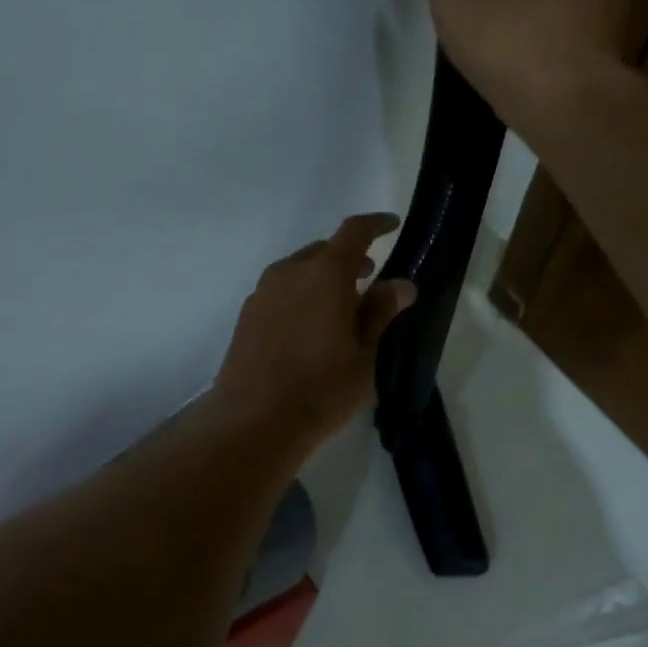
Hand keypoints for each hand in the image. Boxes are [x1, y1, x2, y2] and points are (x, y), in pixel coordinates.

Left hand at [215, 214, 417, 450]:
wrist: (254, 421)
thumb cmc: (322, 387)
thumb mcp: (365, 354)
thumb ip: (380, 312)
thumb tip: (401, 284)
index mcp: (324, 273)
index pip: (354, 232)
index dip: (376, 225)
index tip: (392, 225)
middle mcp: (289, 272)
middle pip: (323, 251)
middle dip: (349, 259)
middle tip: (369, 279)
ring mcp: (262, 293)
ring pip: (298, 271)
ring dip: (322, 279)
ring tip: (340, 308)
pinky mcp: (246, 317)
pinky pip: (280, 292)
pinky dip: (301, 296)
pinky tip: (309, 328)